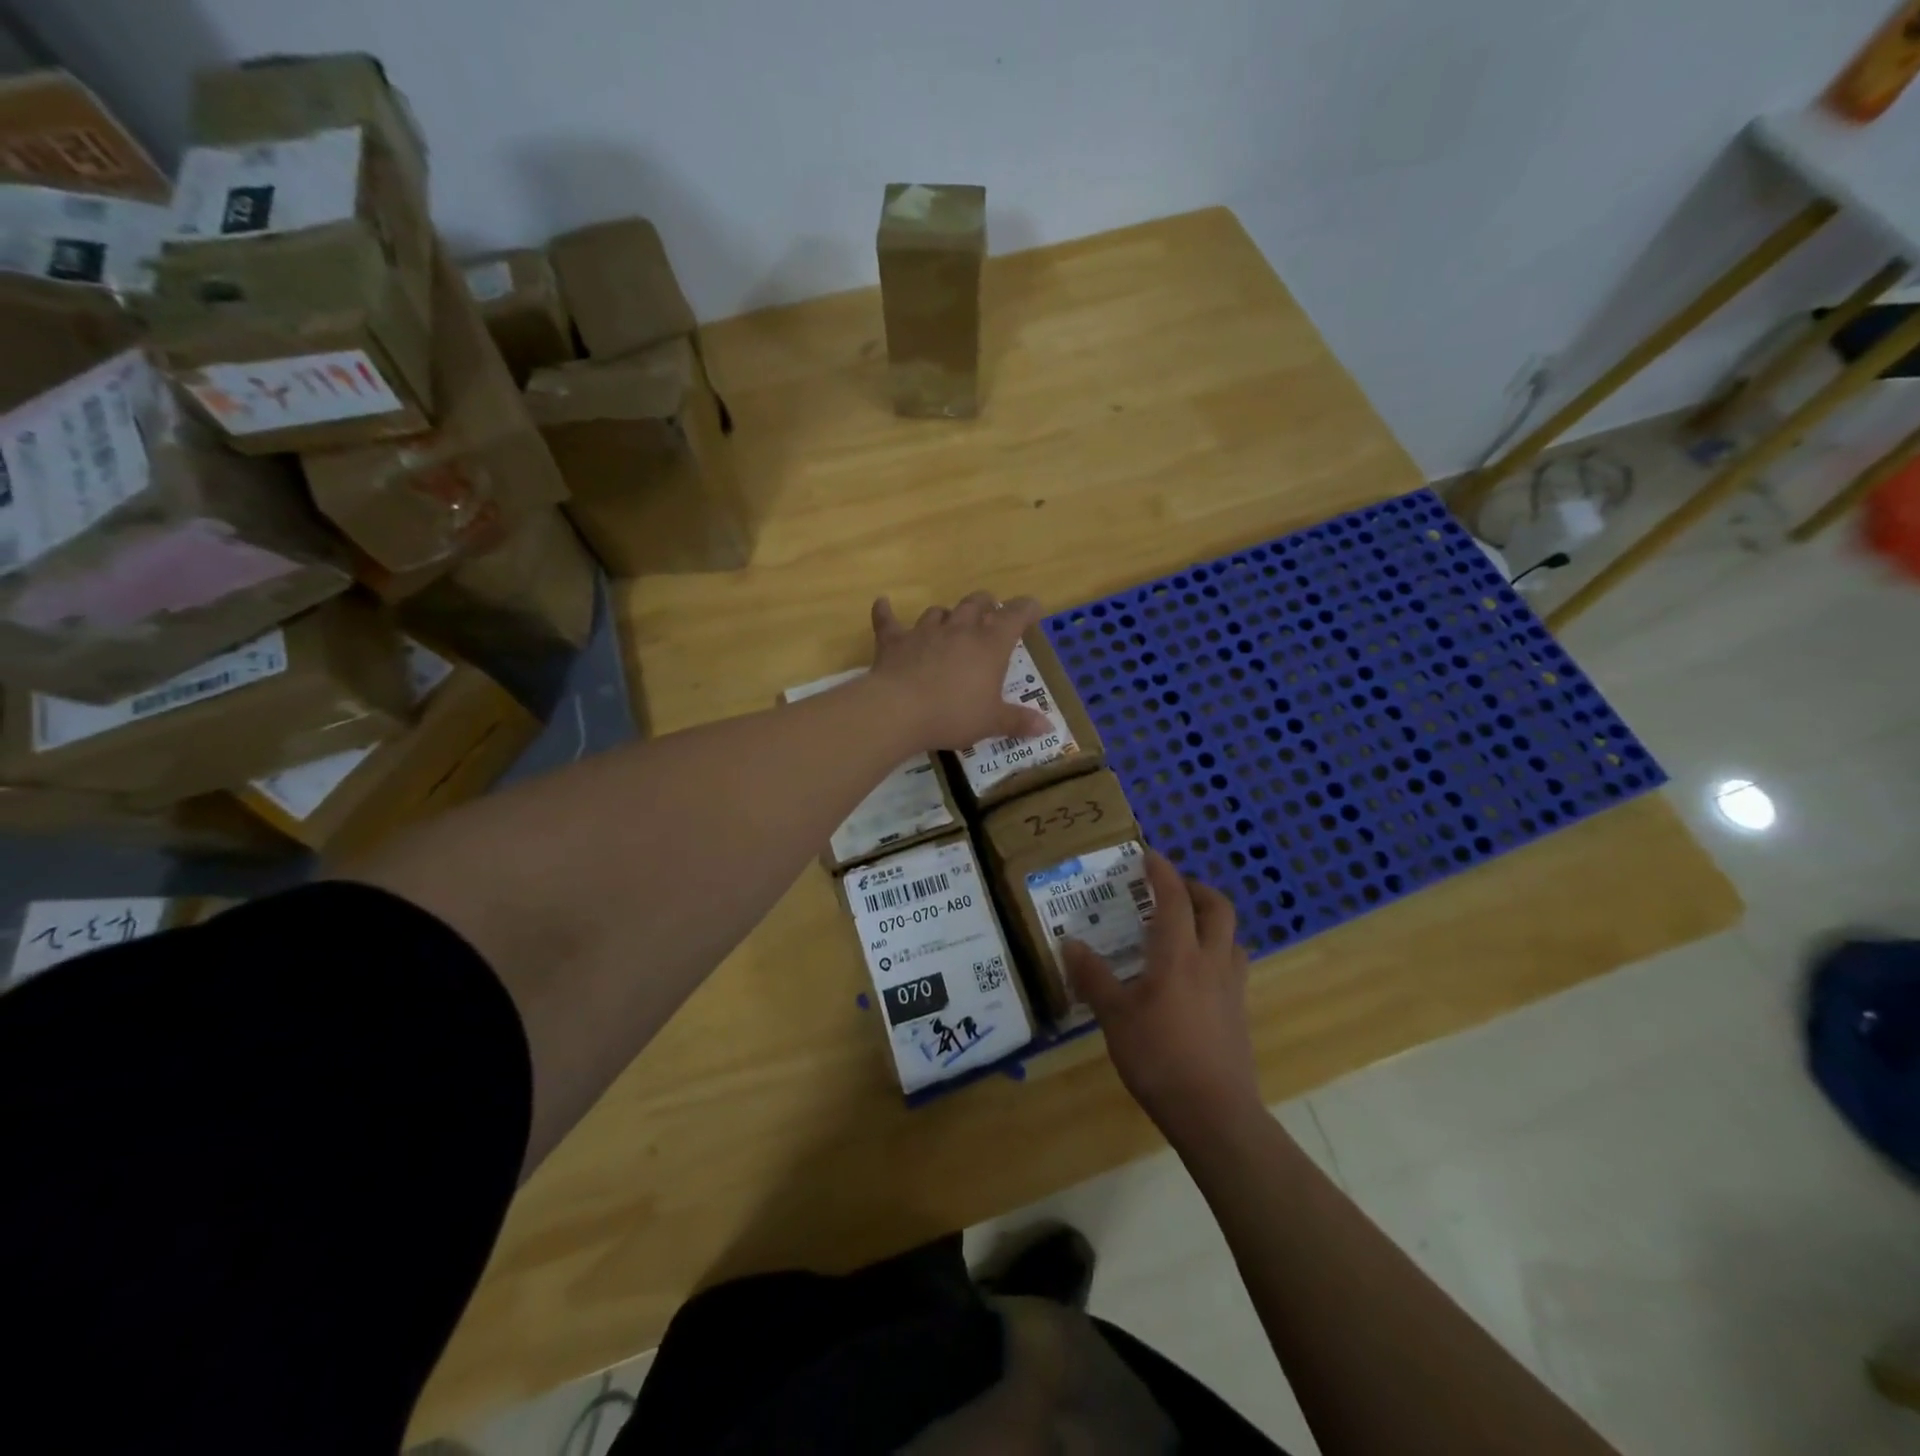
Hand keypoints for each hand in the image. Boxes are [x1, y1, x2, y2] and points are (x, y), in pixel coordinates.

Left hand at [869, 591, 1052, 750]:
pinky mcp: (894, 640)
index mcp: (990, 644)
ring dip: (946, 615)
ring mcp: (924, 631)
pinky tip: (882, 603)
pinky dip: (885, 611)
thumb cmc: (953, 715)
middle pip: (976, 603)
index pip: (1015, 615)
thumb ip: (1018, 721)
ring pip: (939, 611)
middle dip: (986, 604)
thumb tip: (1048, 727)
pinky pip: (888, 620)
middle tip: (990, 612)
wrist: (899, 710)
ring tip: (949, 622)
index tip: (1033, 610)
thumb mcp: (991, 722)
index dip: (1027, 609)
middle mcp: (959, 629)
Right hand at [1063, 851, 1260, 1141]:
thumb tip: (1070, 944)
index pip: (1175, 899)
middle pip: (1218, 908)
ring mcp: (1231, 987)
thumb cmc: (1159, 1058)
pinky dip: (1216, 949)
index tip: (1149, 855)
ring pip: (1231, 935)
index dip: (1163, 872)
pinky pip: (1232, 963)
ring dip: (1211, 918)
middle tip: (1170, 888)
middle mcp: (1211, 961)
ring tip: (1184, 926)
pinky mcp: (1240, 1011)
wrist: (1215, 1113)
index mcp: (1178, 956)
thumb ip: (1093, 978)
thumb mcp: (1114, 1018)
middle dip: (1196, 888)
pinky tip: (1195, 972)